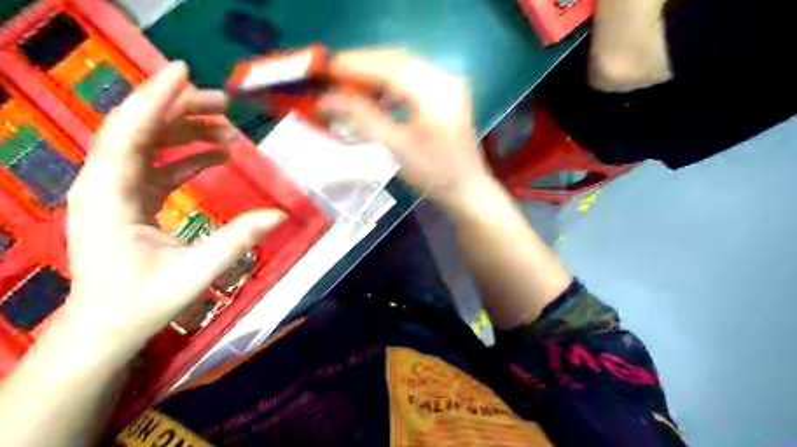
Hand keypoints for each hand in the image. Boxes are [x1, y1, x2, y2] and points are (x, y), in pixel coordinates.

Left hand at [61, 61, 286, 355]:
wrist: (107, 325)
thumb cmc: (143, 301)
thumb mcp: (196, 273)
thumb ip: (237, 240)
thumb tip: (280, 215)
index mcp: (109, 198)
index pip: (128, 135)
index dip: (155, 99)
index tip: (184, 70)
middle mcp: (105, 185)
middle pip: (138, 130)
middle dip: (180, 110)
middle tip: (225, 104)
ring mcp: (116, 190)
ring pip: (148, 144)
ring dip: (186, 130)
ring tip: (227, 127)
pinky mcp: (130, 199)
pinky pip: (157, 164)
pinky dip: (186, 154)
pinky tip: (215, 153)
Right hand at [319, 50, 495, 206]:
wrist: (467, 188)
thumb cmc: (433, 173)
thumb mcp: (396, 147)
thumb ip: (363, 118)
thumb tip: (327, 99)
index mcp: (436, 93)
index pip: (391, 67)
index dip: (357, 65)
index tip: (327, 68)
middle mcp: (445, 79)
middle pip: (398, 61)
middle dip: (364, 66)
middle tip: (334, 75)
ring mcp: (449, 84)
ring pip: (405, 67)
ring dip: (376, 73)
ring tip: (350, 85)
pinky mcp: (447, 93)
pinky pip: (414, 78)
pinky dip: (392, 83)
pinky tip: (377, 96)